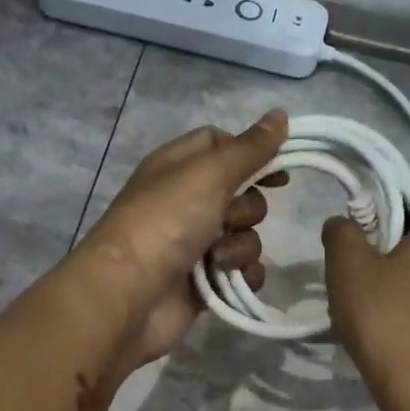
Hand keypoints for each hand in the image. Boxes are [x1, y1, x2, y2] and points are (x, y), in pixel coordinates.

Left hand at [74, 111, 288, 368]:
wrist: (129, 295)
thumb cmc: (165, 223)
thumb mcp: (208, 174)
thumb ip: (248, 148)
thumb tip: (280, 115)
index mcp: (177, 167)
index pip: (219, 143)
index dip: (250, 151)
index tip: (279, 165)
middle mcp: (184, 202)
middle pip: (239, 192)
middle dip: (247, 207)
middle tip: (228, 218)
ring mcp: (192, 245)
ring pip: (244, 234)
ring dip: (241, 245)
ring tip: (217, 259)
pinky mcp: (202, 282)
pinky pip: (241, 271)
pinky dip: (243, 275)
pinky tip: (234, 280)